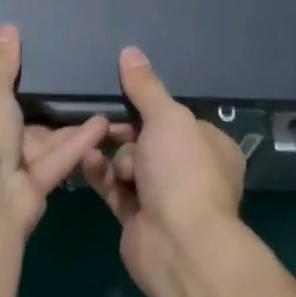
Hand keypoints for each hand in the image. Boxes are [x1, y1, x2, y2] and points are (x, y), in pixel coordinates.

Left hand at [0, 25, 110, 236]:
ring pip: (35, 146)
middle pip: (6, 127)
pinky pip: (52, 162)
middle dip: (37, 111)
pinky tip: (101, 124)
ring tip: (93, 101)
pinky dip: (75, 144)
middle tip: (66, 86)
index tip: (17, 77)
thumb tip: (7, 28)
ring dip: (64, 128)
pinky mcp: (27, 193)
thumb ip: (1, 62)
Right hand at [81, 47, 246, 294]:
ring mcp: (163, 196)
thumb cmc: (183, 171)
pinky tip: (86, 159)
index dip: (148, 107)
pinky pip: (113, 186)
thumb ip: (146, 87)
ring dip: (112, 153)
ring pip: (127, 162)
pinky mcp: (137, 217)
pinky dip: (100, 173)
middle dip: (125, 131)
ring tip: (98, 144)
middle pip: (147, 138)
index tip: (124, 96)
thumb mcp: (167, 118)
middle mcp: (189, 170)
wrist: (178, 245)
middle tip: (106, 122)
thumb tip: (130, 51)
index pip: (175, 117)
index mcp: (210, 145)